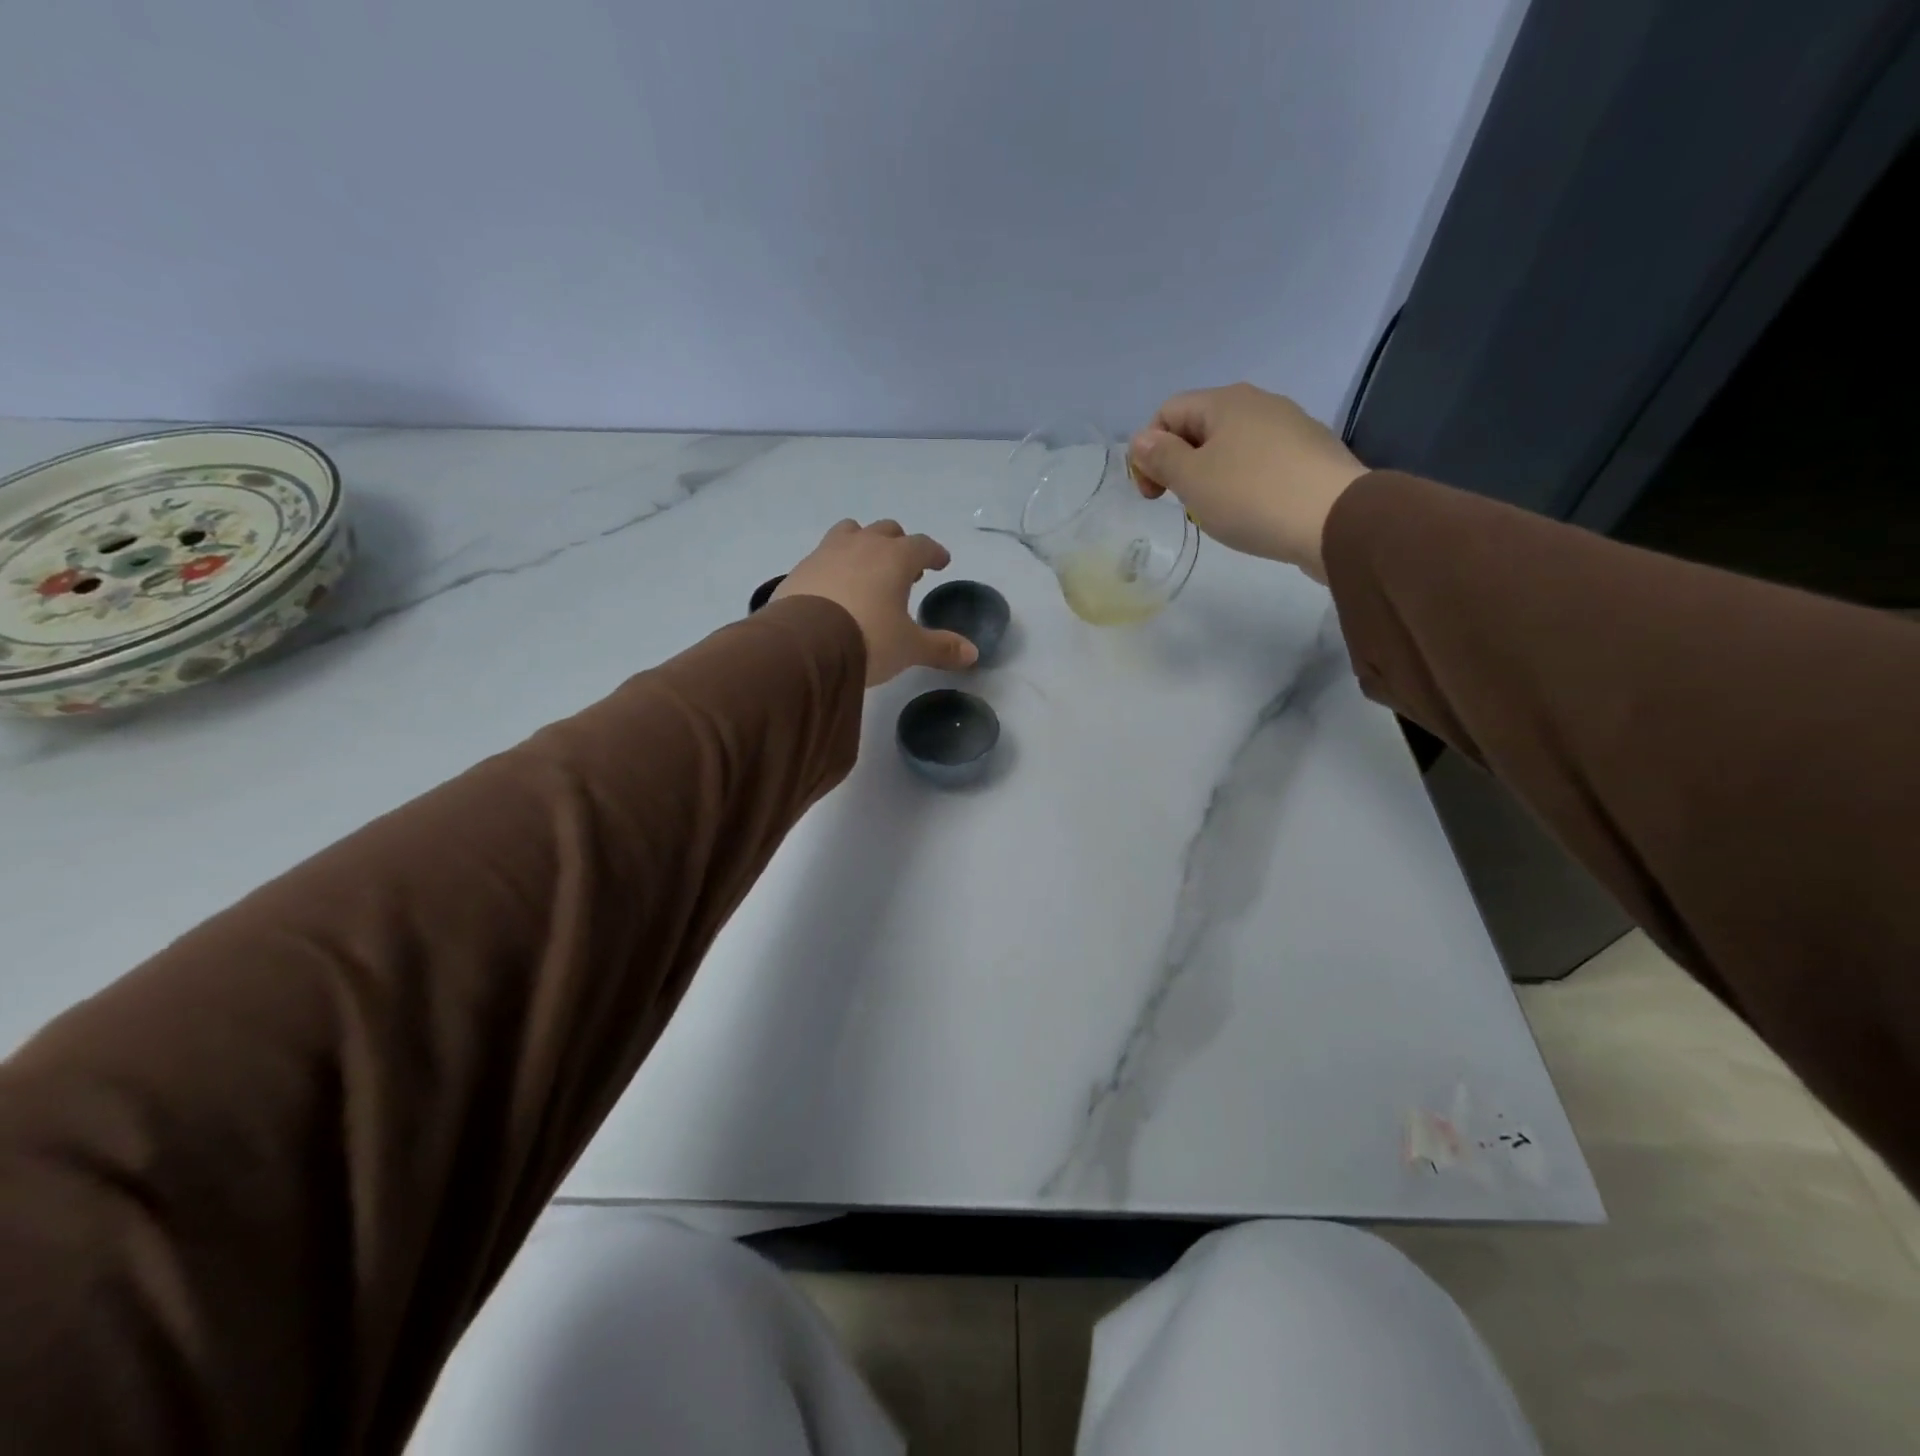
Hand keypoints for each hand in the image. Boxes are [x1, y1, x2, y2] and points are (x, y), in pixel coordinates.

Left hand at [775, 520, 978, 684]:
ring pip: (851, 532)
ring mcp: (827, 552)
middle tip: (906, 568)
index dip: (934, 553)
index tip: (941, 561)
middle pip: (886, 530)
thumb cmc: (868, 638)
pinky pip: (823, 555)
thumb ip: (940, 647)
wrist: (805, 644)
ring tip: (866, 567)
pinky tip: (835, 586)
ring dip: (863, 543)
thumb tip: (973, 653)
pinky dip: (835, 564)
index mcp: (896, 557)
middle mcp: (863, 545)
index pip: (922, 545)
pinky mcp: (801, 568)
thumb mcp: (909, 647)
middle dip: (899, 545)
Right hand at [1127, 384, 1367, 582]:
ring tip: (1218, 512)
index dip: (1149, 450)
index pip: (1168, 412)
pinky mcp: (1311, 455)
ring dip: (1213, 475)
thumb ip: (1161, 457)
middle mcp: (1259, 403)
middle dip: (1181, 464)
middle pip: (1201, 427)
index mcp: (1226, 401)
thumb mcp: (1192, 479)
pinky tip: (1253, 512)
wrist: (1336, 520)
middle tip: (1183, 503)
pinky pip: (1262, 463)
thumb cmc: (1252, 496)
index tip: (1154, 493)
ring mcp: (1291, 427)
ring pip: (1233, 446)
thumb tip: (1142, 440)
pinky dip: (1245, 483)